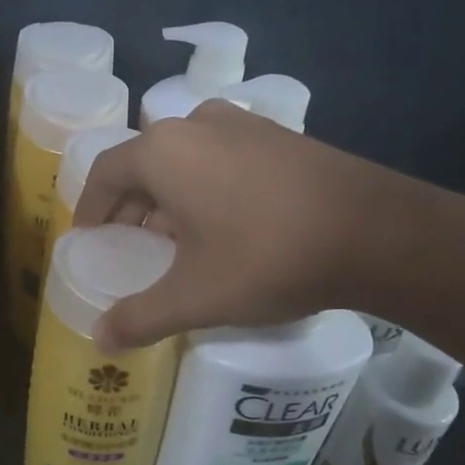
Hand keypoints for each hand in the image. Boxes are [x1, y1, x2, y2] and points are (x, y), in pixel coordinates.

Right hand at [73, 100, 430, 347]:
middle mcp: (196, 124)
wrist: (376, 232)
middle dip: (131, 204)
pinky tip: (226, 222)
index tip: (88, 238)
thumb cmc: (267, 257)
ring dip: (170, 193)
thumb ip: (139, 317)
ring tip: (177, 237)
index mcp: (163, 152)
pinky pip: (222, 156)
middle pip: (144, 163)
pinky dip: (207, 183)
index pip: (105, 173)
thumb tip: (99, 339)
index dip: (90, 207)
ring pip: (185, 157)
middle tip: (131, 245)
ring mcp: (243, 124)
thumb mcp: (195, 297)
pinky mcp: (279, 135)